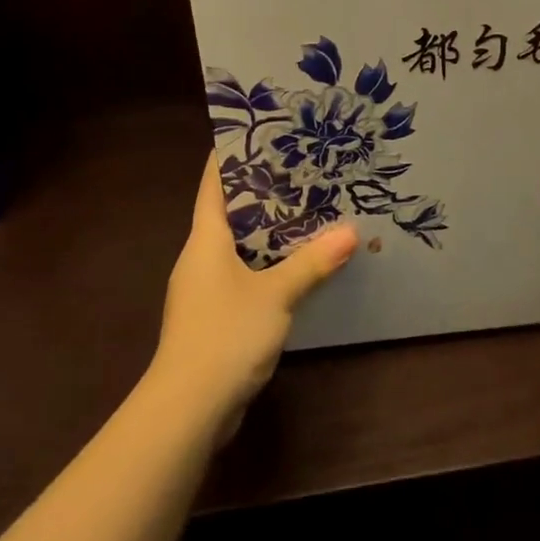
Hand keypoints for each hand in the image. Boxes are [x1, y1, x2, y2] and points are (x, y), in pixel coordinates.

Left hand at [153, 156, 357, 443]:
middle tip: (302, 170)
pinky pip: (245, 276)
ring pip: (239, 247)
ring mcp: (205, 290)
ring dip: (269, 232)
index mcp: (205, 240)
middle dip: (262, 192)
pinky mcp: (215, 317)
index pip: (212, 185)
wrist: (188, 407)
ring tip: (309, 212)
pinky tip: (298, 267)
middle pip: (229, 213)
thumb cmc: (225, 335)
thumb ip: (311, 263)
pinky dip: (269, 265)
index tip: (260, 133)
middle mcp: (201, 258)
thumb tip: (351, 231)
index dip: (230, 156)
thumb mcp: (276, 294)